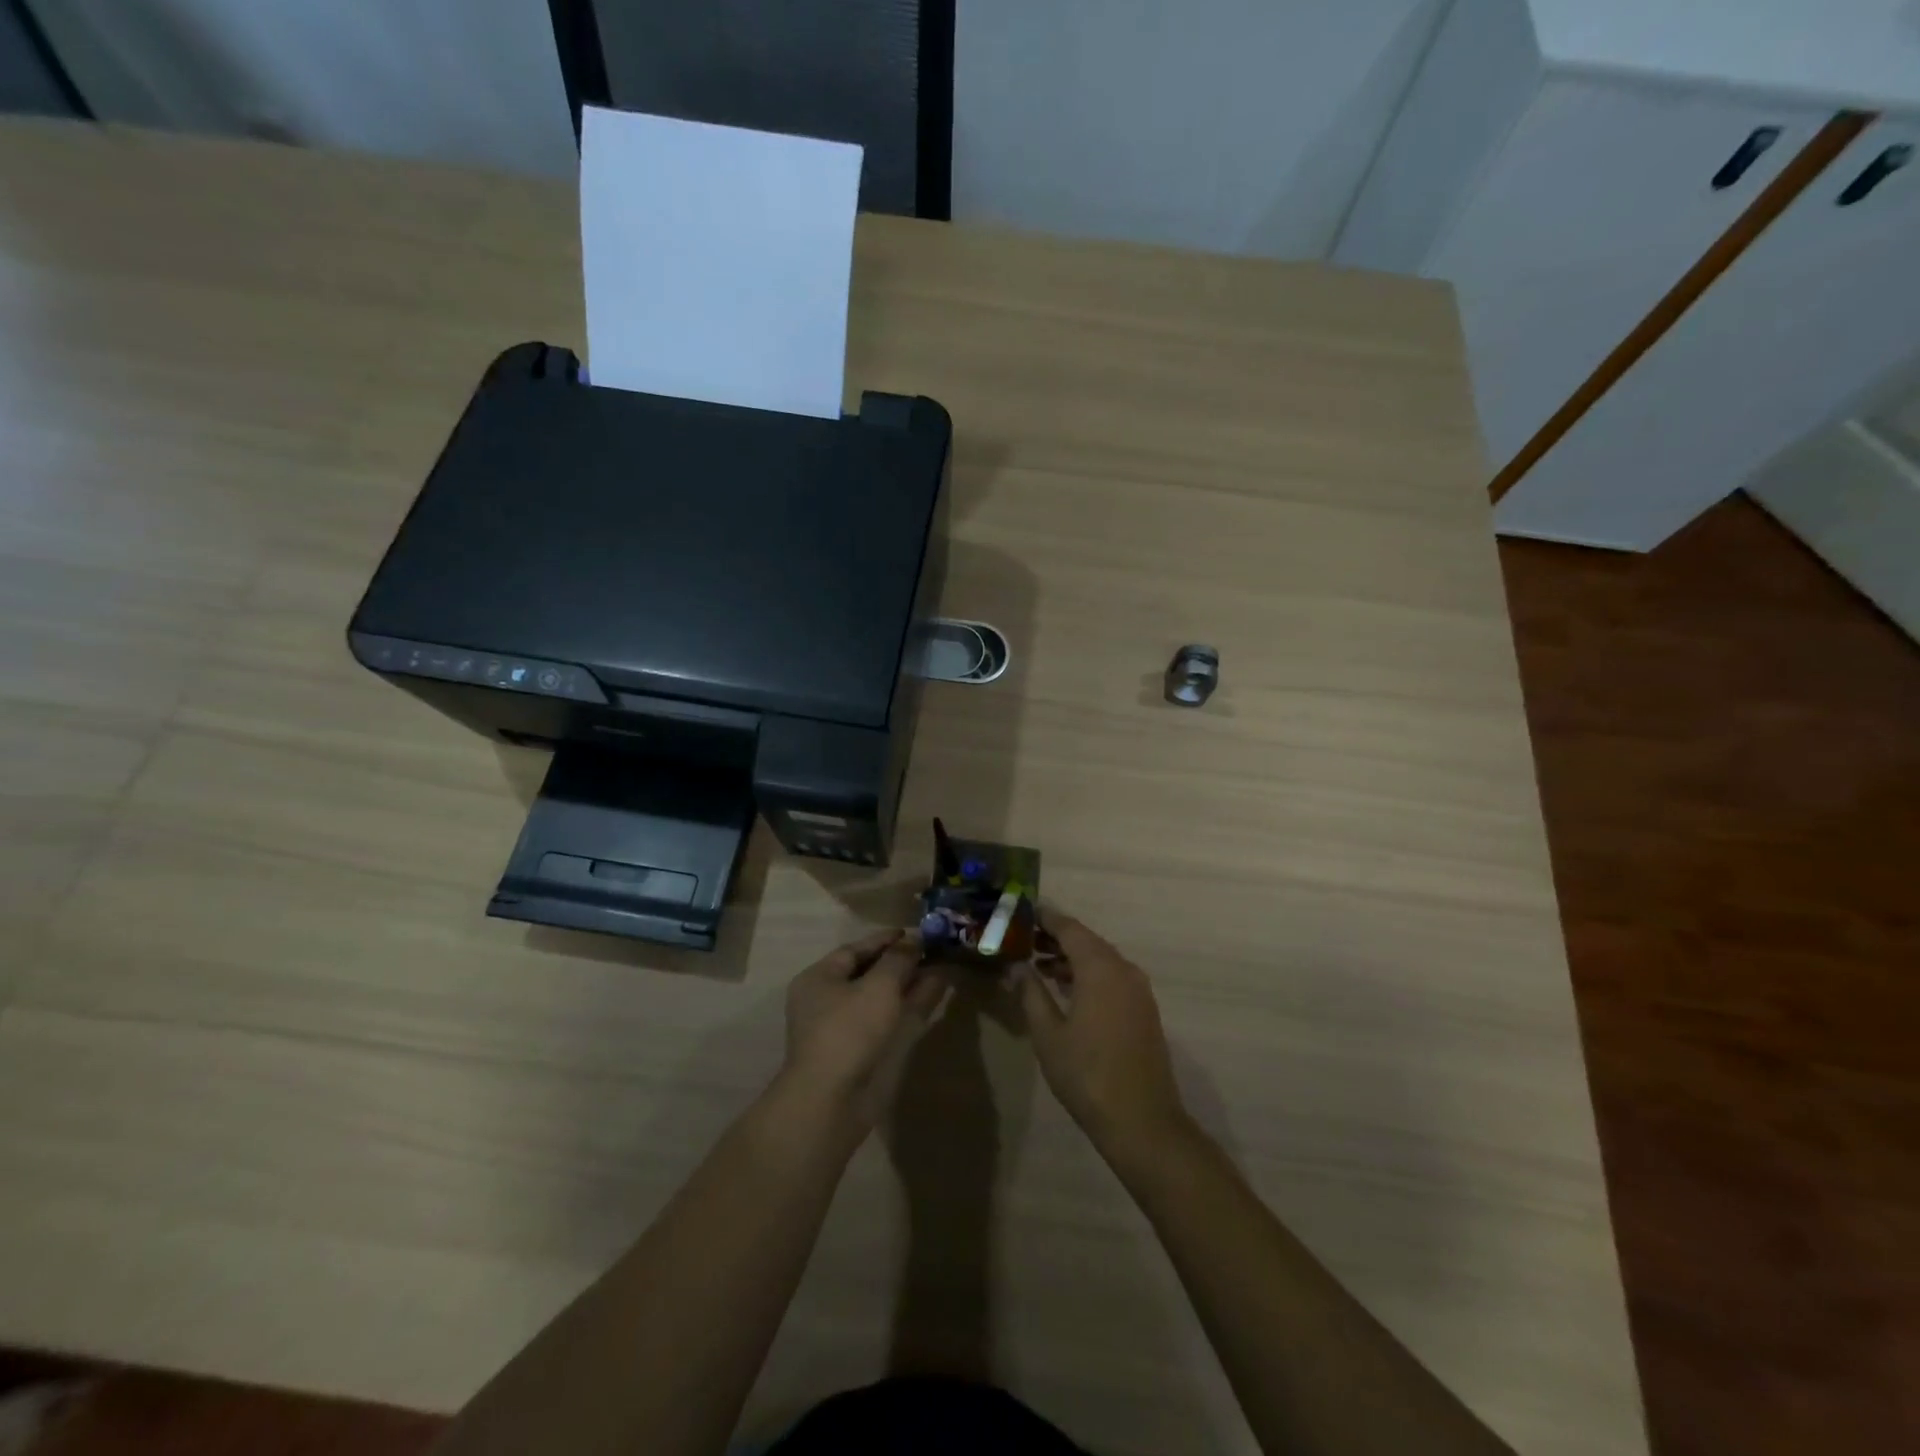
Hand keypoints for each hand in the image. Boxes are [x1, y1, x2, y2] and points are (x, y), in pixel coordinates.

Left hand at [784, 929, 946, 1132]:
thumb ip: (899, 959)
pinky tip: (936, 991)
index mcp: (820, 978)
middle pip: (869, 972)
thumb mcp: (878, 986)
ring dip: (910, 982)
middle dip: (901, 961)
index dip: (885, 939)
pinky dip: (910, 1004)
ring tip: (941, 967)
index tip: (915, 932)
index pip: (855, 949)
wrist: (831, 1101)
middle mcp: (828, 1000)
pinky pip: (888, 1017)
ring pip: (882, 997)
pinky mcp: (861, 1051)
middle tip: (932, 950)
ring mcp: (845, 1028)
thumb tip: (914, 940)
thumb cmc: (849, 1031)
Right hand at [1013, 912, 1187, 1153]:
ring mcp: (1138, 990)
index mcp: (1100, 968)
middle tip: (1024, 939)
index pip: (1070, 928)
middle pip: (1087, 941)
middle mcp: (1124, 970)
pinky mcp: (1144, 1010)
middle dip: (1056, 938)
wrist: (1142, 1121)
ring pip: (1101, 960)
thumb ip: (1031, 993)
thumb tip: (1017, 967)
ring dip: (1072, 958)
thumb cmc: (1087, 1074)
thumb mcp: (1048, 1034)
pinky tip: (1067, 990)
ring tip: (1038, 965)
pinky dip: (1089, 975)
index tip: (1023, 911)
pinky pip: (1112, 978)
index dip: (1046, 918)